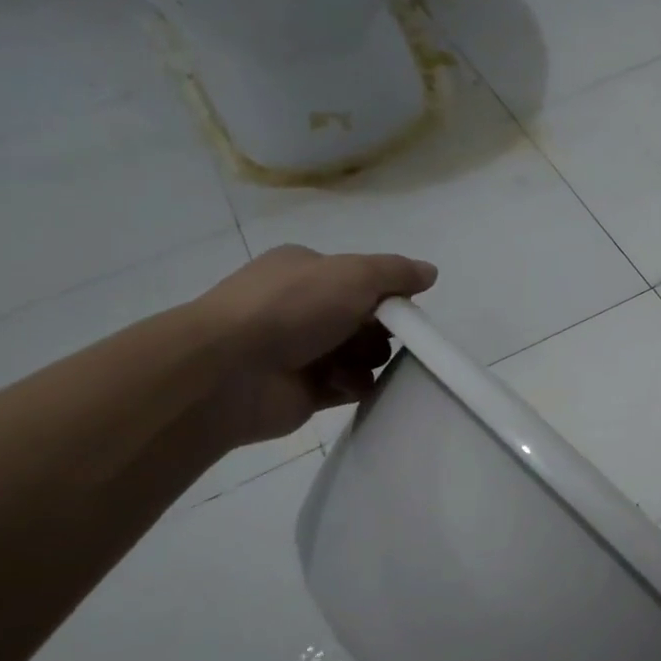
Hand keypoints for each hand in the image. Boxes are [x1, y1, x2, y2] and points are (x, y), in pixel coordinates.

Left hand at [193, 245, 437, 446]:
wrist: (230, 371)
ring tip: (356, 365)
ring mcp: (300, 349)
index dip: (386, 296)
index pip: (360, 280)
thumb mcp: (353, 275)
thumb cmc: (292, 309)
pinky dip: (354, 386)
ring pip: (359, 354)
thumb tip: (430, 272)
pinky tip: (347, 386)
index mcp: (305, 271)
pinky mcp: (303, 389)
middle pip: (364, 319)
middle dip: (380, 331)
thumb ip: (396, 272)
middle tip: (380, 339)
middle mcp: (300, 307)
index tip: (403, 311)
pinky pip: (347, 386)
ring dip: (367, 360)